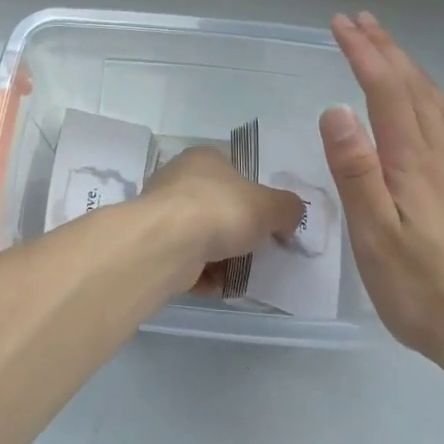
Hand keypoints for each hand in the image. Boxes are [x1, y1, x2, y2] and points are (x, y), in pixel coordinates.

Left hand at [139, 146, 305, 295]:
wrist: (168, 244)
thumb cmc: (221, 211)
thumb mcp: (270, 206)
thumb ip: (287, 208)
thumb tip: (290, 216)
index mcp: (203, 158)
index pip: (233, 172)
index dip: (252, 197)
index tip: (266, 222)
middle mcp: (177, 179)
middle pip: (217, 208)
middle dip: (236, 233)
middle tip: (254, 252)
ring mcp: (161, 212)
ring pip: (200, 237)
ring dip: (220, 259)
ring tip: (236, 274)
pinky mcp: (153, 244)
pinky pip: (185, 260)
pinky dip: (200, 274)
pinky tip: (213, 284)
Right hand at [321, 12, 443, 356]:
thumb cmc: (420, 288)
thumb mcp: (373, 234)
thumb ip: (356, 170)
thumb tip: (337, 108)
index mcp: (413, 162)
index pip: (386, 91)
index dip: (364, 53)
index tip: (340, 25)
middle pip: (416, 89)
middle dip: (387, 51)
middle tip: (361, 22)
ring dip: (417, 75)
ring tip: (397, 55)